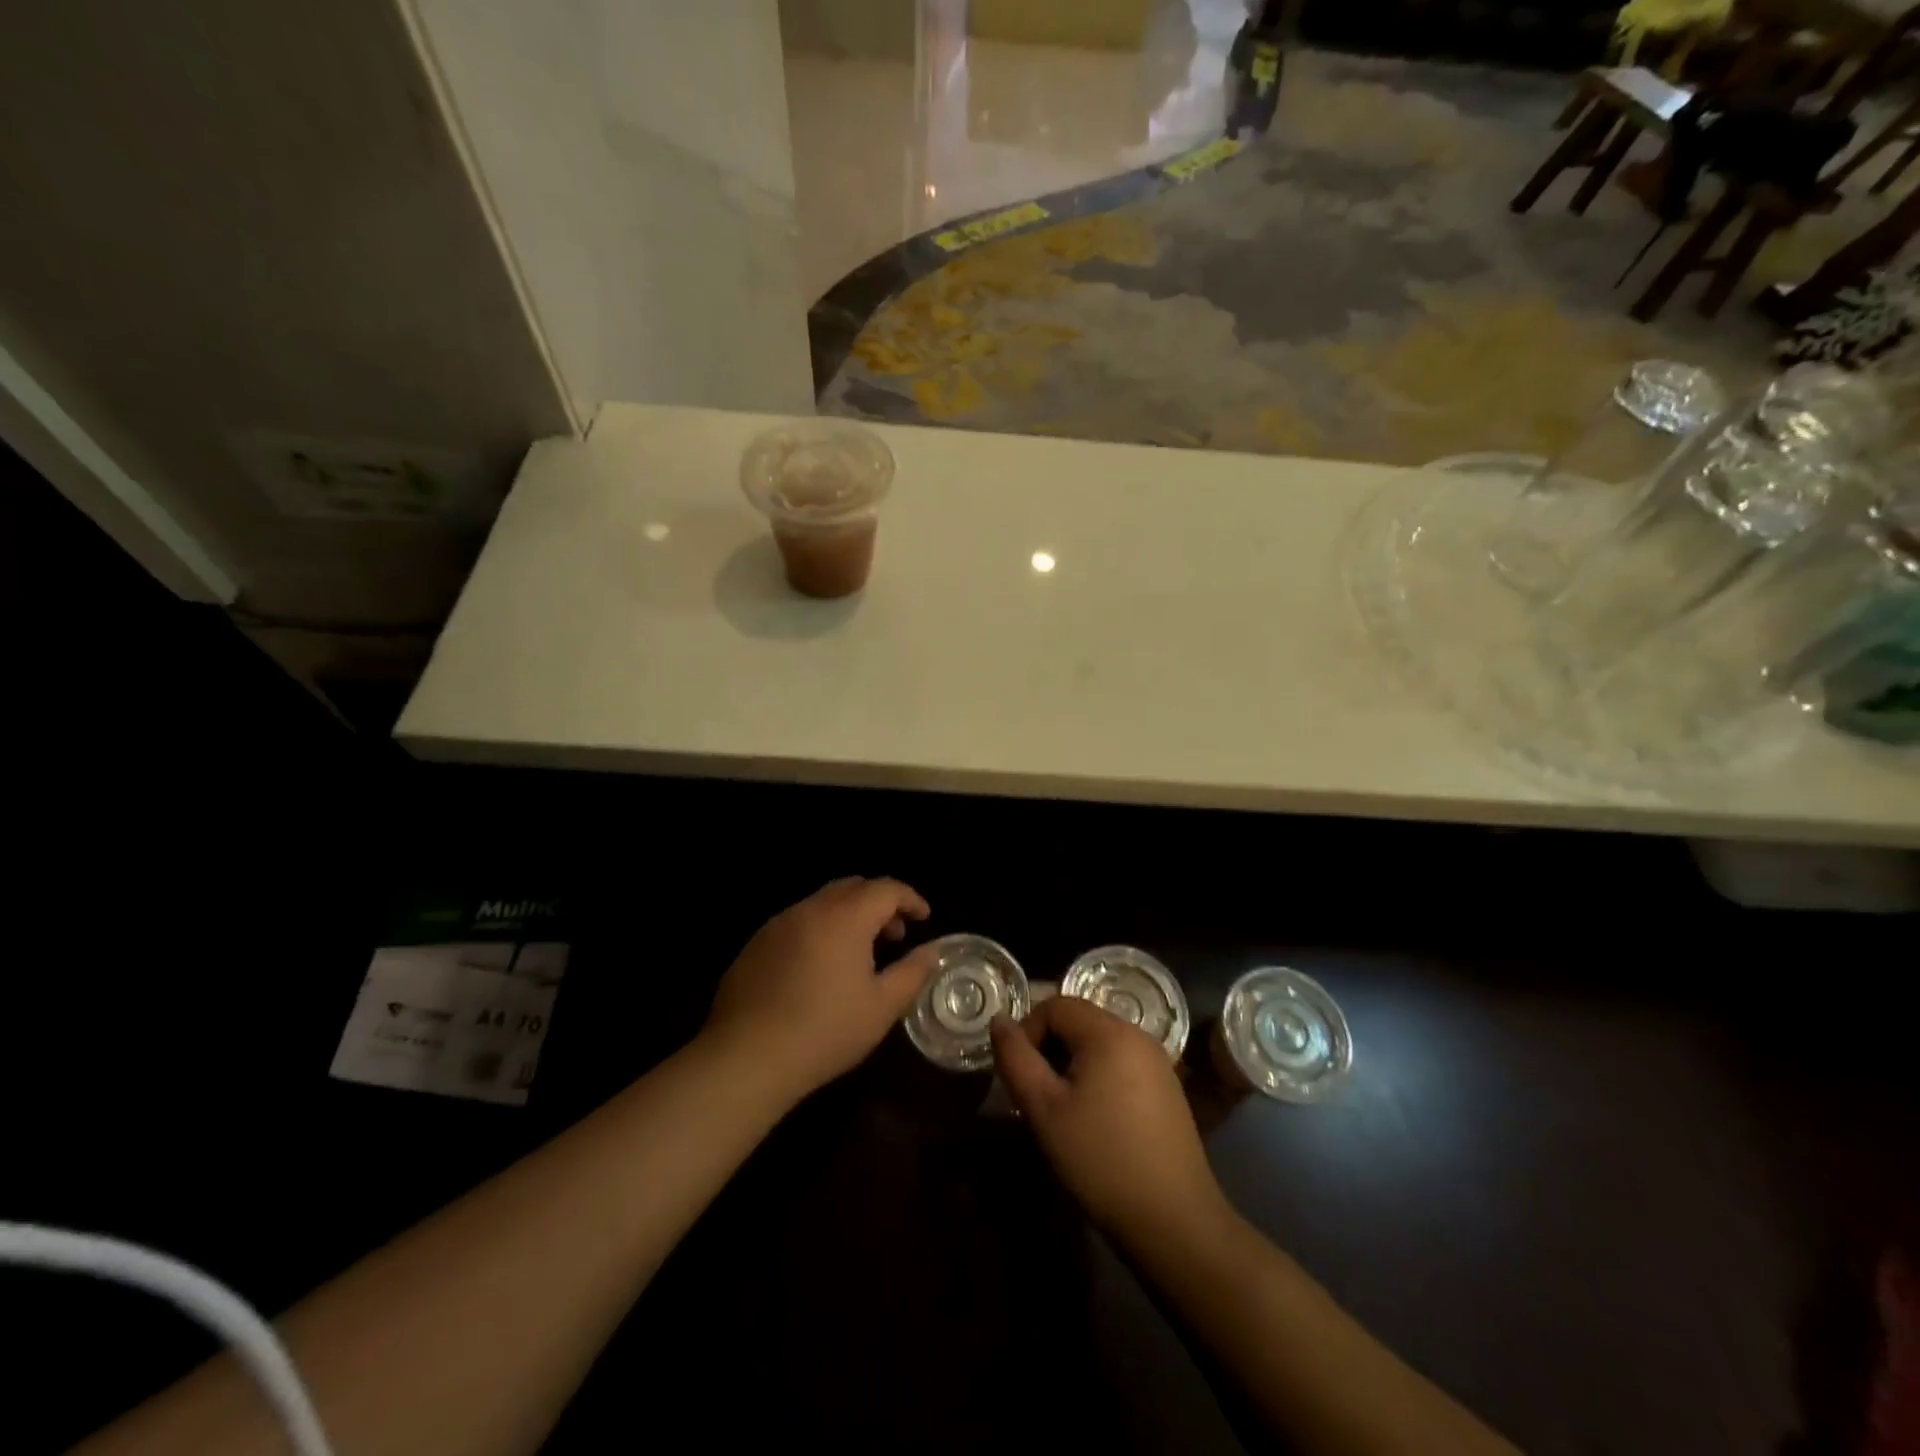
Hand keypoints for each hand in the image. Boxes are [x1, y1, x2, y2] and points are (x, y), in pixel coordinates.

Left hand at [704, 877, 935, 1100]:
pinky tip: (819, 968)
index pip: (886, 889)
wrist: (747, 1057)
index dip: (910, 898)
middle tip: (894, 935)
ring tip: (858, 953)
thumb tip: (931, 951)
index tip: (924, 918)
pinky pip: (797, 922)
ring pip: (822, 902)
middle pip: (853, 887)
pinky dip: (819, 930)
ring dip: (848, 915)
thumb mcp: (882, 1007)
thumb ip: (912, 972)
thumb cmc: (825, 1031)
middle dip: (879, 903)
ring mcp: (778, 924)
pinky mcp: (755, 944)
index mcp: (845, 918)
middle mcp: (810, 909)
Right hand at [991, 997, 1231, 1247]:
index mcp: (1109, 1032)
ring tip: (1062, 1109)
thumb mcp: (1044, 1109)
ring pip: (1099, 1043)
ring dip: (1072, 1064)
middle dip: (1049, 1048)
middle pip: (1079, 1021)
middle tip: (1037, 1094)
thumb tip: (1000, 1021)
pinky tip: (1096, 1120)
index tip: (1020, 1075)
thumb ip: (1016, 1059)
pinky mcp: (1167, 1087)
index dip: (1028, 1031)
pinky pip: (1121, 1063)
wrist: (1173, 1220)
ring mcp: (1158, 1061)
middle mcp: (1137, 1035)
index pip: (1056, 1005)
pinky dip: (1099, 1077)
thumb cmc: (1101, 1159)